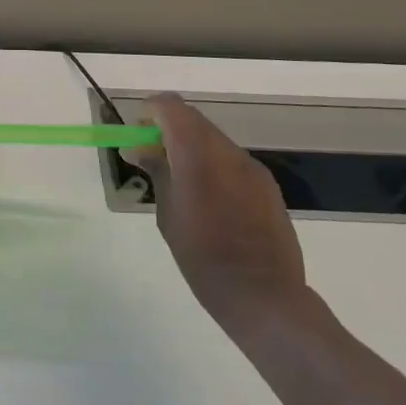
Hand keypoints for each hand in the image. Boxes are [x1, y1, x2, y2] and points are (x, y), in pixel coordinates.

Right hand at [129, 94, 308, 334]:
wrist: (265, 296)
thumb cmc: (203, 259)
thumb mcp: (168, 215)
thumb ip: (157, 173)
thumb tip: (139, 149)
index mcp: (198, 156)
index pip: (171, 107)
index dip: (151, 112)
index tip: (138, 135)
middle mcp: (228, 152)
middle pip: (193, 120)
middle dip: (169, 130)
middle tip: (152, 159)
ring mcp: (252, 167)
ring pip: (213, 139)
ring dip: (191, 148)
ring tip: (179, 183)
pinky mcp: (267, 185)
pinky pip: (232, 161)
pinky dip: (213, 164)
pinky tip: (209, 199)